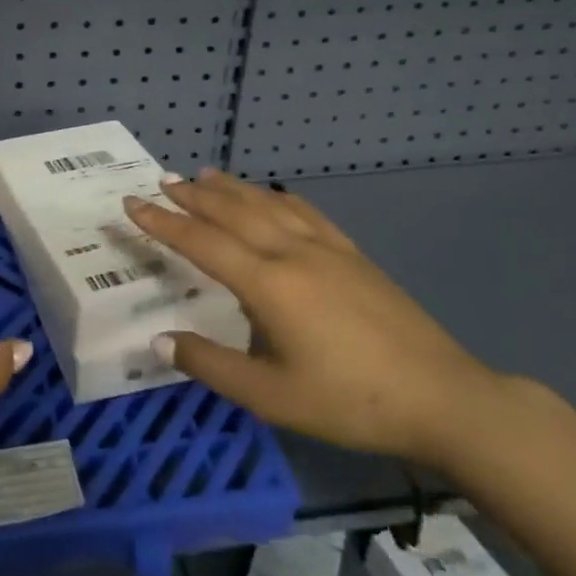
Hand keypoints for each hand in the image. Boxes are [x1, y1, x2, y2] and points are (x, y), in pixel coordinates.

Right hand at [123, 170, 503, 469]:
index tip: (132, 203)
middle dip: (192, 195)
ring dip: (231, 188)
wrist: (443, 397)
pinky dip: (276, 197)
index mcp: (267, 284)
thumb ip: (211, 366)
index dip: (162, 222)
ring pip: (266, 204)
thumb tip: (159, 340)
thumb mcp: (271, 397)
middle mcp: (291, 252)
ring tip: (204, 175)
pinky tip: (272, 195)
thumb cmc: (351, 401)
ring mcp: (326, 248)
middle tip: (162, 181)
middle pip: (232, 211)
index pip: (201, 242)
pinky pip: (304, 211)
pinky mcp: (352, 254)